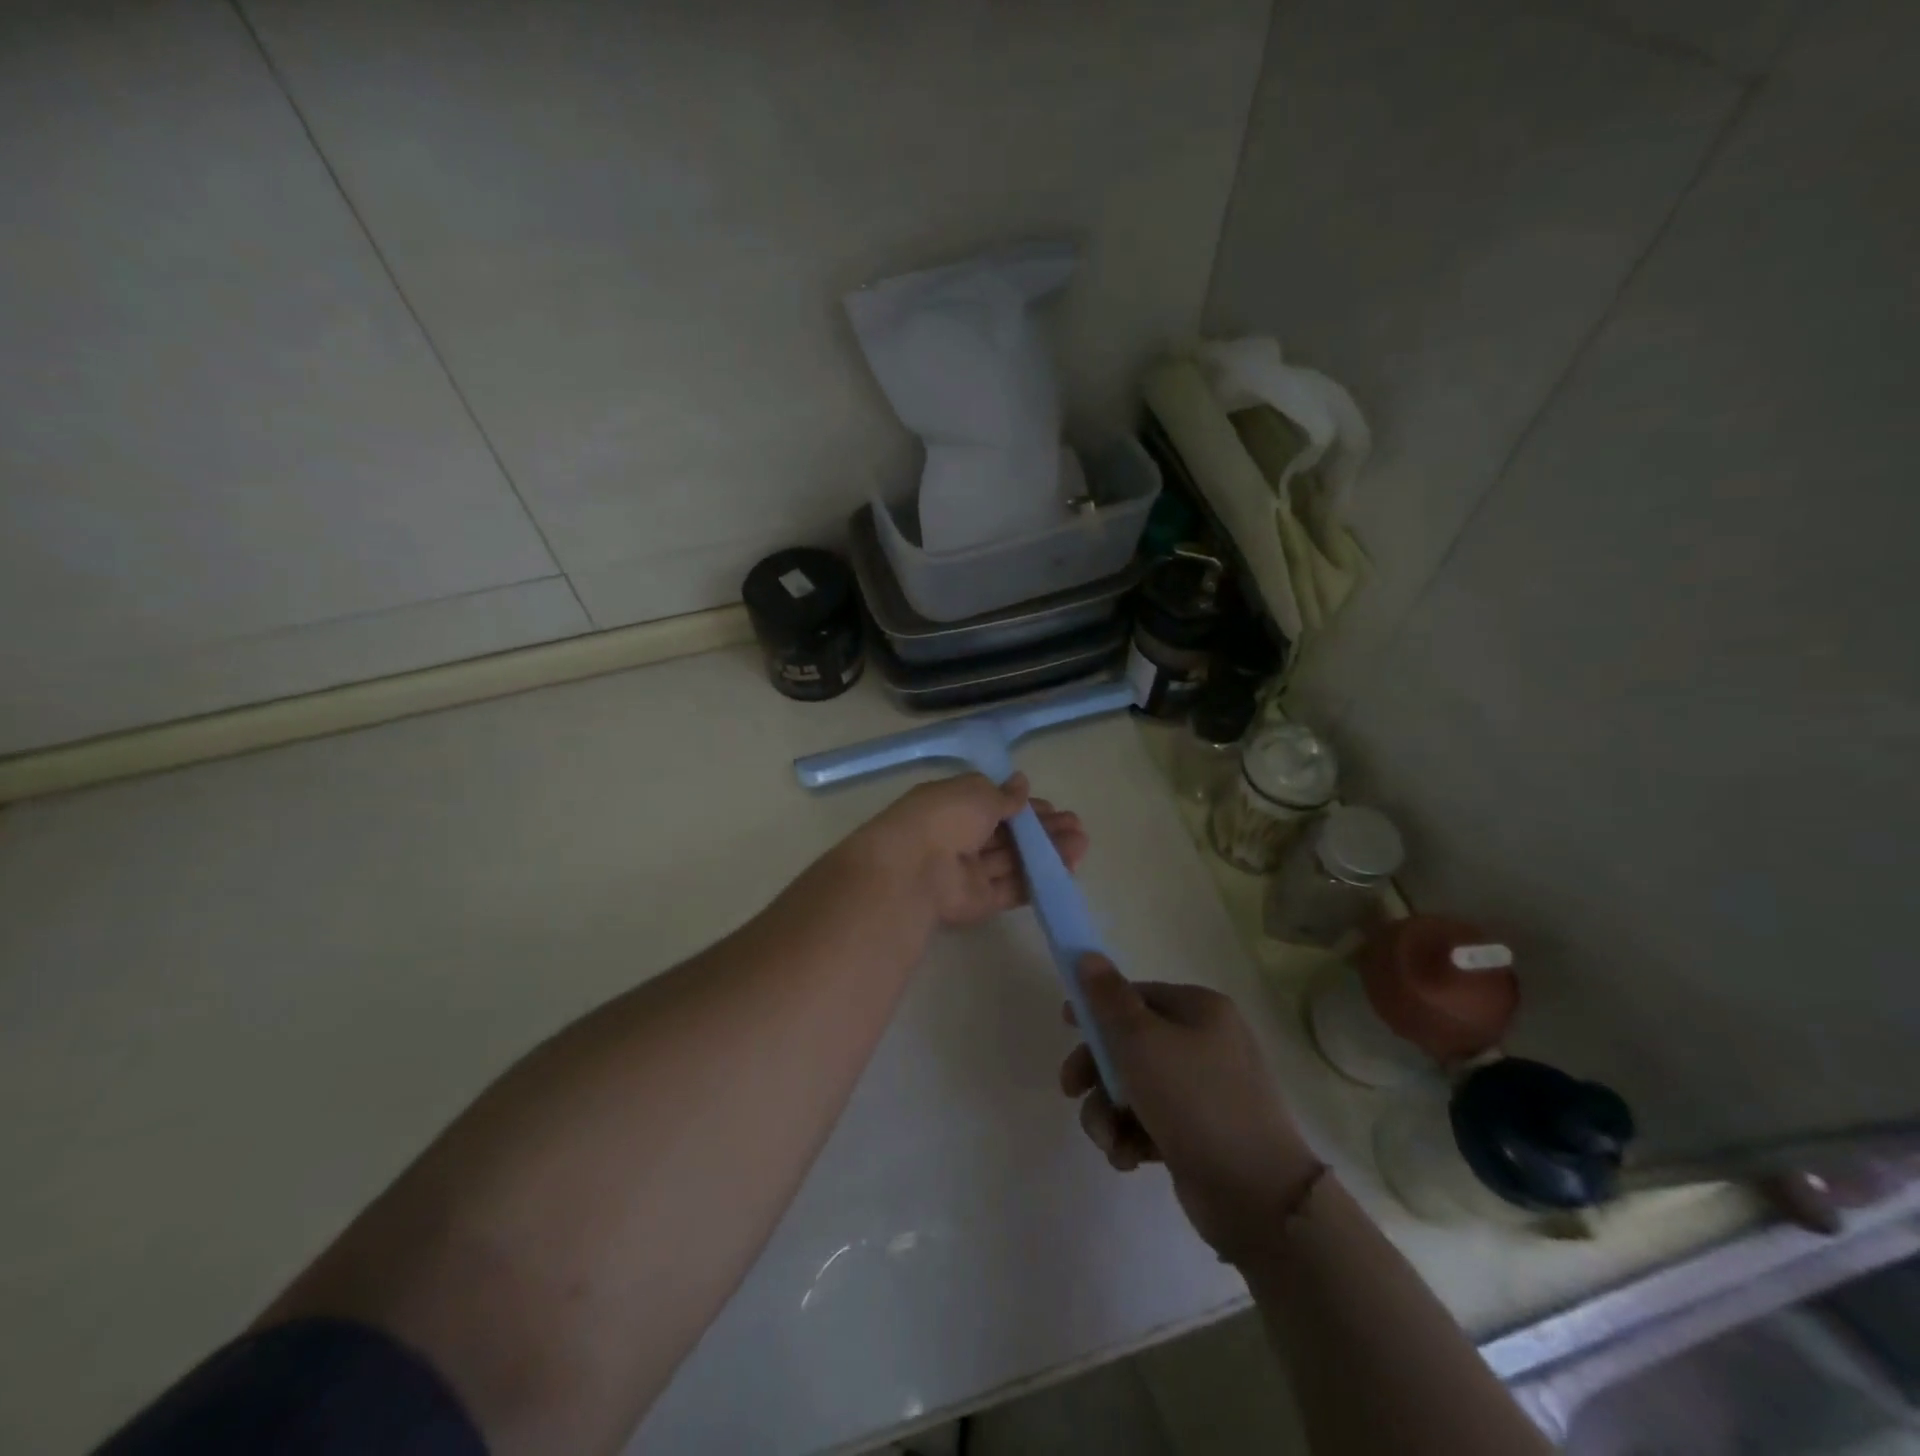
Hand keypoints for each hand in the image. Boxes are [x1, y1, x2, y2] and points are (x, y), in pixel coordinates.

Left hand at [860, 772, 1088, 928]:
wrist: (914, 870)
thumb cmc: (944, 818)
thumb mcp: (977, 793)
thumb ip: (1004, 794)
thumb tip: (1021, 782)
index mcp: (953, 806)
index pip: (994, 805)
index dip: (1023, 807)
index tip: (1051, 807)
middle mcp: (961, 838)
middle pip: (1008, 834)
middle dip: (1042, 829)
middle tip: (1077, 826)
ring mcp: (970, 872)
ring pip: (1014, 860)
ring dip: (1047, 852)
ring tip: (1082, 843)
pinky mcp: (979, 901)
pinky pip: (1012, 887)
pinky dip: (1038, 878)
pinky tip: (1067, 870)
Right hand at [1061, 957, 1321, 1263]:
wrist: (1257, 1195)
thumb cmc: (1194, 1101)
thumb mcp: (1141, 1041)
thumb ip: (1108, 998)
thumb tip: (1087, 955)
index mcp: (1200, 1010)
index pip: (1137, 995)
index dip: (1098, 1008)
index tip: (1067, 1026)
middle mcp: (1206, 1043)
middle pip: (1130, 1044)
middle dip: (1096, 1071)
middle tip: (1071, 1090)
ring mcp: (1205, 1091)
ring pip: (1134, 1088)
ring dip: (1108, 1112)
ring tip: (1109, 1140)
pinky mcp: (1200, 1134)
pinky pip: (1151, 1122)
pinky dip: (1132, 1137)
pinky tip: (1128, 1158)